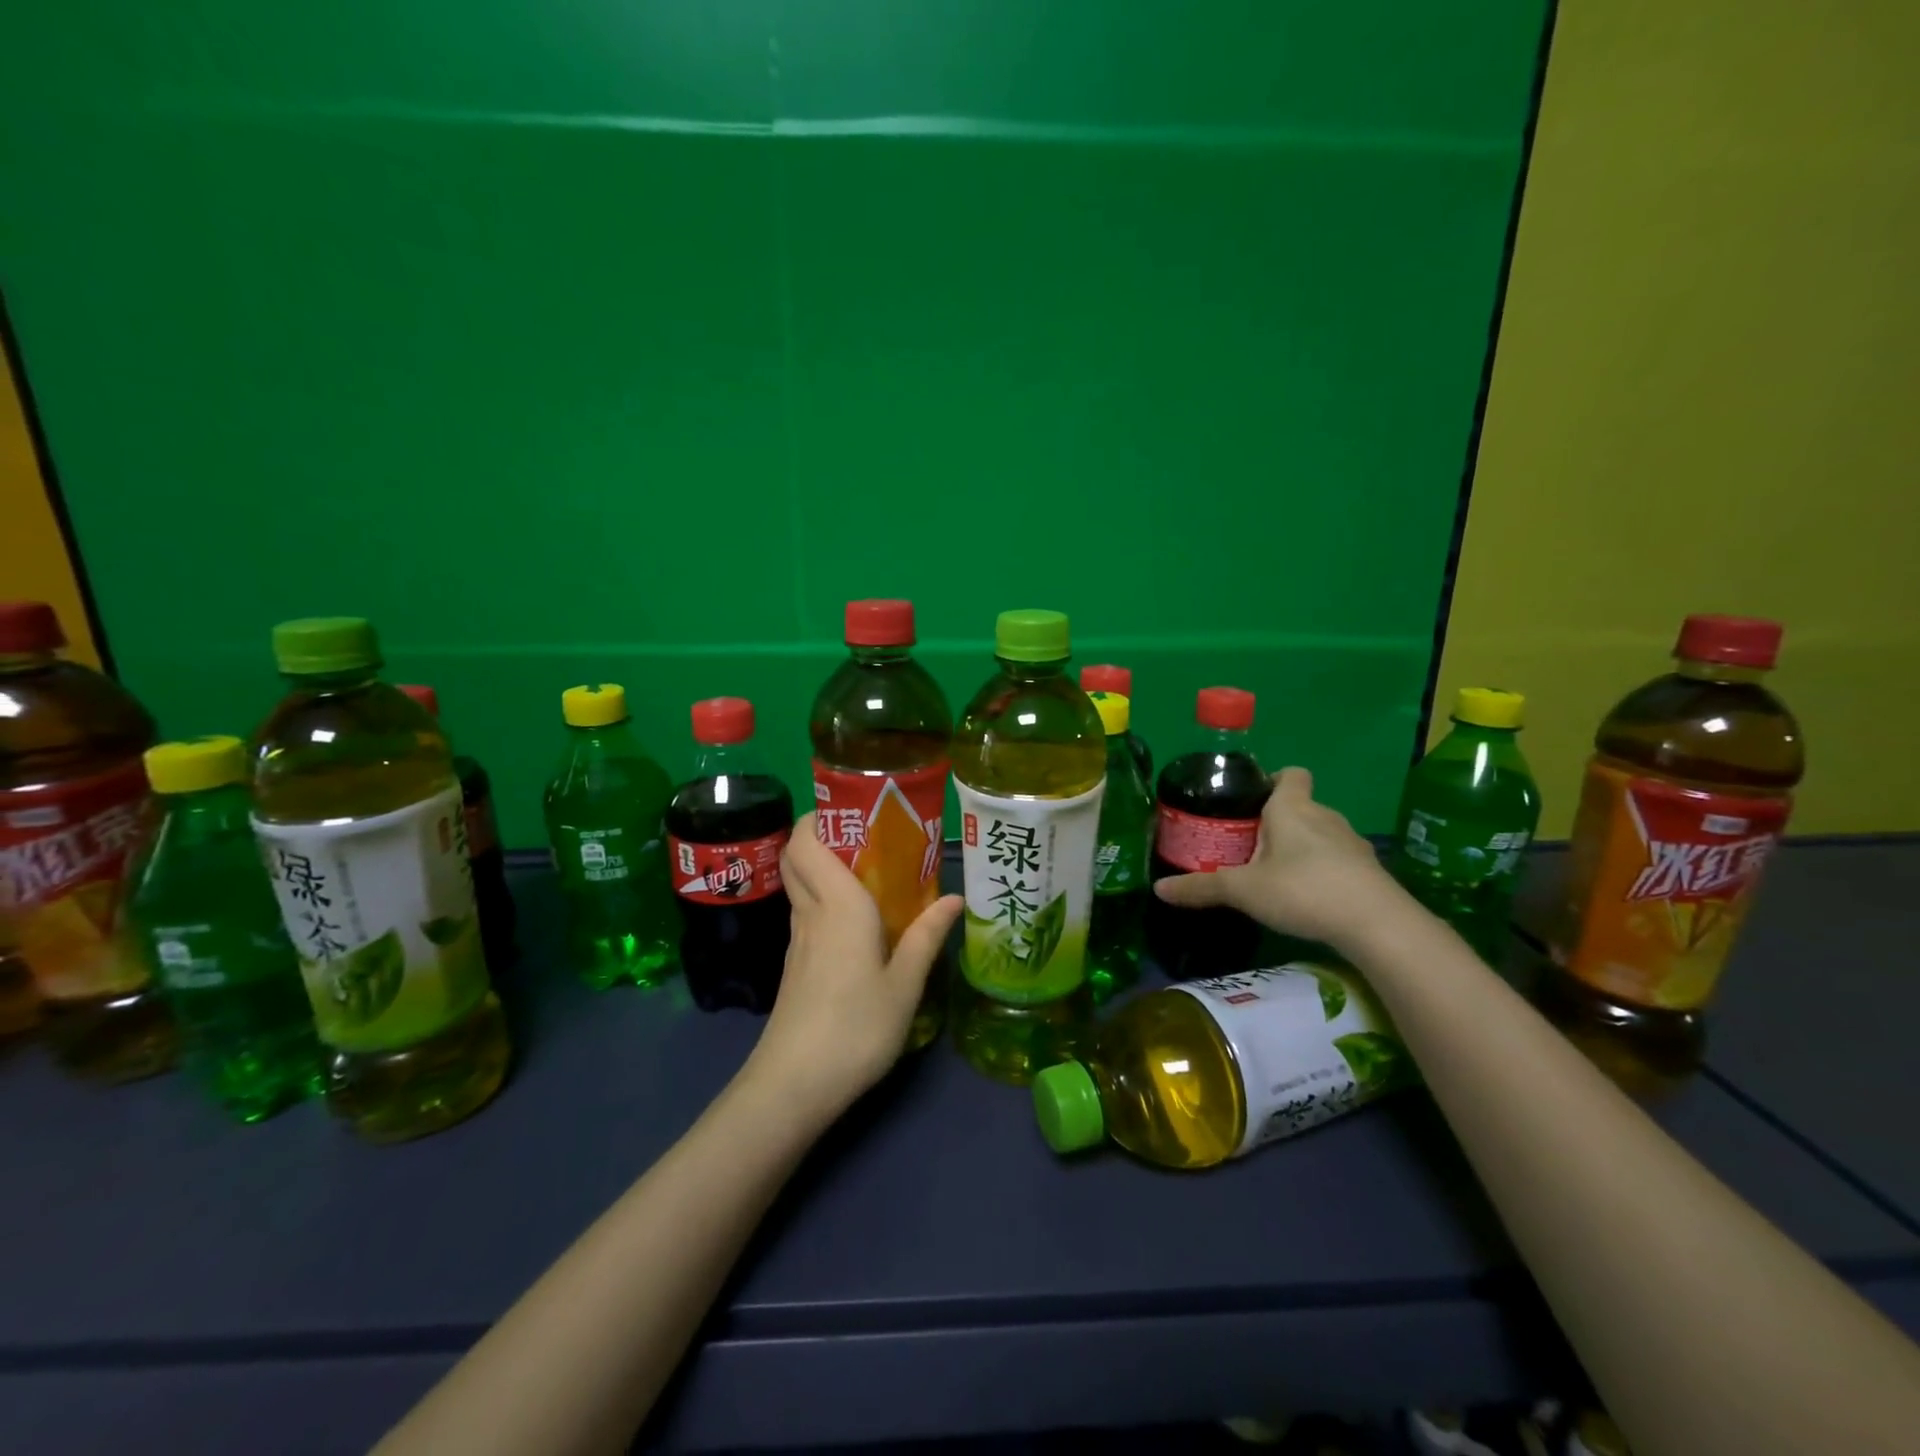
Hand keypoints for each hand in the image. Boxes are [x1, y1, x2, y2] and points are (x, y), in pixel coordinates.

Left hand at [744, 812, 962, 1120]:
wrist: (794, 1085)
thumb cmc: (856, 1027)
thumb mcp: (905, 984)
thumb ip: (928, 936)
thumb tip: (955, 897)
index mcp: (838, 904)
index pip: (806, 842)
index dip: (818, 817)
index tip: (852, 808)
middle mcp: (811, 912)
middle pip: (796, 856)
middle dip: (820, 835)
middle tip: (867, 835)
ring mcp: (797, 940)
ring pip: (800, 884)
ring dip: (823, 866)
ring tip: (870, 870)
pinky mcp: (794, 964)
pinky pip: (806, 912)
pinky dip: (823, 898)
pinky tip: (857, 919)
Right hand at [1153, 767, 1402, 949]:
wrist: (1377, 924)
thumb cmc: (1303, 890)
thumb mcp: (1243, 890)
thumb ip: (1201, 888)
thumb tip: (1158, 889)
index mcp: (1292, 808)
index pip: (1291, 773)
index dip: (1272, 780)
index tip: (1251, 801)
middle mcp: (1324, 816)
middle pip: (1300, 806)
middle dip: (1276, 822)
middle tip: (1248, 847)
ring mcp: (1352, 843)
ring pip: (1319, 834)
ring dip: (1300, 848)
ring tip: (1275, 876)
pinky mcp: (1368, 871)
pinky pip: (1337, 860)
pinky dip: (1322, 871)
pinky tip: (1307, 898)